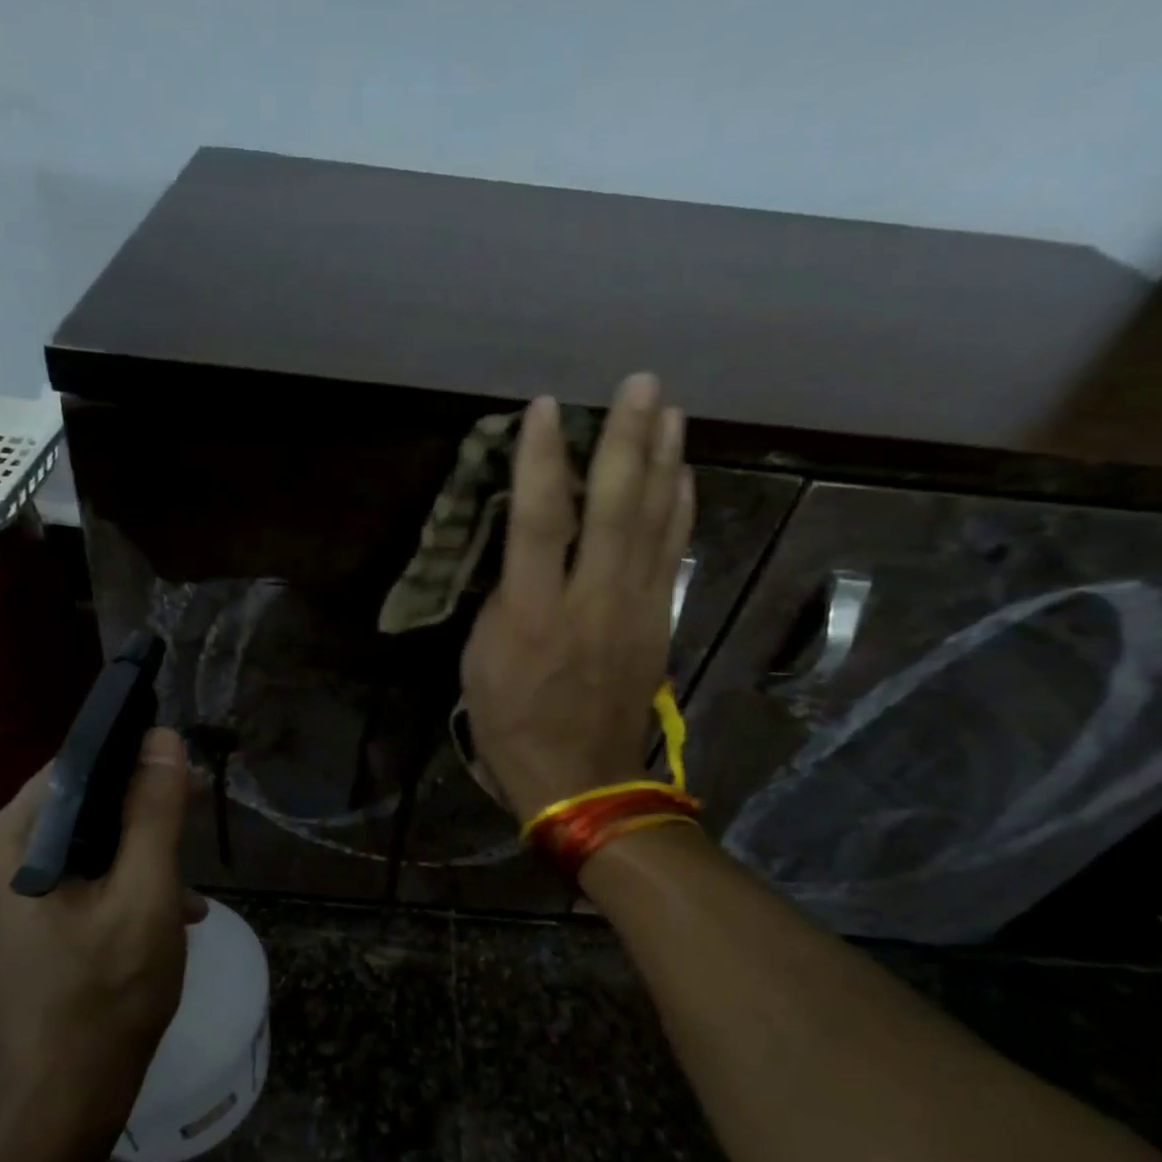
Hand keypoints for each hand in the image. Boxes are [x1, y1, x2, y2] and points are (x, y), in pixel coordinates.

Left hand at [0, 728, 198, 1137]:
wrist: (69, 1101)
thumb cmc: (108, 994)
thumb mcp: (145, 894)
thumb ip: (153, 813)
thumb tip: (164, 739)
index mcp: (8, 848)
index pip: (70, 770)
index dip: (129, 759)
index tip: (180, 768)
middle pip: (79, 806)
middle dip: (141, 809)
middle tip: (195, 813)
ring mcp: (9, 896)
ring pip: (85, 842)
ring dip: (140, 850)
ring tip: (190, 881)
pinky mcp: (28, 922)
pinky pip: (81, 876)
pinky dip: (125, 881)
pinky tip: (173, 910)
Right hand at [461, 372, 694, 819]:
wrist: (578, 778)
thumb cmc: (511, 722)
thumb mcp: (479, 663)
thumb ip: (503, 599)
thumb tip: (526, 553)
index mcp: (531, 613)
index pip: (537, 521)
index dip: (540, 461)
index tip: (544, 409)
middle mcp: (589, 600)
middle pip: (612, 508)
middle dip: (626, 441)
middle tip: (640, 383)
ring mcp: (633, 609)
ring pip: (653, 523)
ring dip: (663, 462)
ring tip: (669, 411)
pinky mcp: (658, 622)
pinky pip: (672, 555)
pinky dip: (679, 510)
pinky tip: (682, 475)